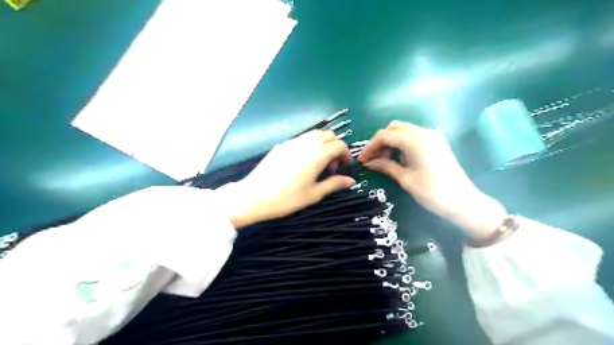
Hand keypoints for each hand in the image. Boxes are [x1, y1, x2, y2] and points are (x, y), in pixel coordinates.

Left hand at [225, 129, 354, 228]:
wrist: (254, 196)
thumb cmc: (287, 198)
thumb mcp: (314, 194)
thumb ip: (334, 184)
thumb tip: (351, 181)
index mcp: (317, 154)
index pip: (339, 145)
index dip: (346, 155)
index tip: (345, 167)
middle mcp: (306, 143)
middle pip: (328, 135)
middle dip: (335, 147)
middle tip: (331, 166)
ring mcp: (292, 142)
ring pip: (314, 134)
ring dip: (323, 144)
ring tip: (318, 164)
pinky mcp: (281, 145)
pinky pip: (301, 139)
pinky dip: (309, 145)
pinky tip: (302, 163)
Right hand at [358, 121, 506, 241]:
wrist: (462, 202)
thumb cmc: (431, 192)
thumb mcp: (405, 178)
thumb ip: (385, 166)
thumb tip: (369, 163)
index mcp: (414, 140)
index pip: (385, 135)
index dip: (370, 146)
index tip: (362, 160)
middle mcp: (424, 132)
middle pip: (394, 128)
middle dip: (380, 141)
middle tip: (373, 159)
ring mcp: (432, 136)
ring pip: (404, 131)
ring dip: (391, 142)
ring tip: (383, 161)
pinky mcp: (437, 143)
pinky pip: (414, 136)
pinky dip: (402, 144)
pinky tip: (398, 158)